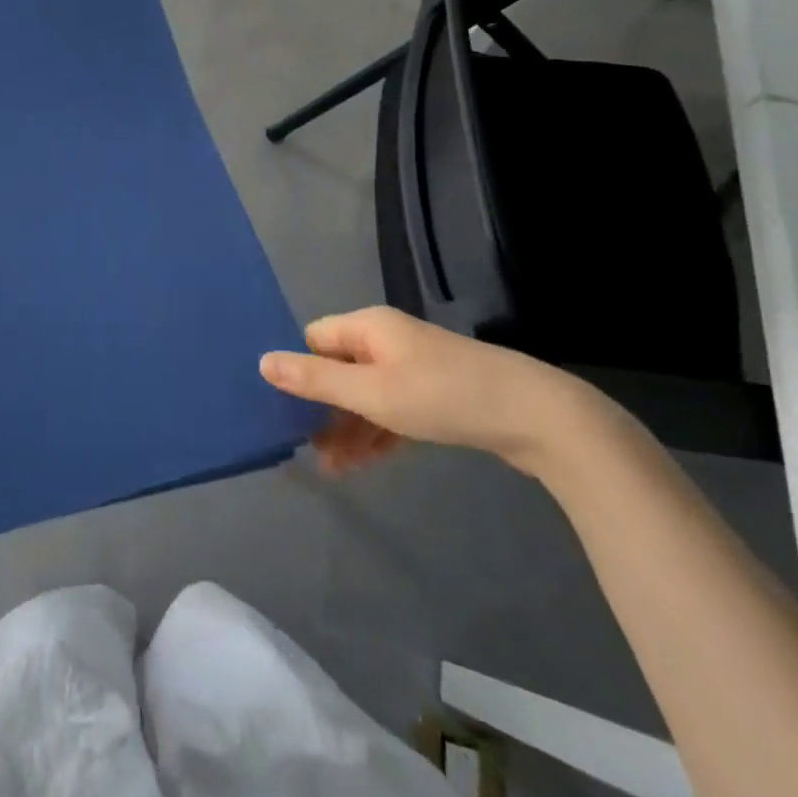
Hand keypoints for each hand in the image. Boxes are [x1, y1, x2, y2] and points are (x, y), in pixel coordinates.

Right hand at [259, 305, 592, 476]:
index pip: (315, 339)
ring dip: (347, 428)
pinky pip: (391, 410)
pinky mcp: (435, 396)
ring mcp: (414, 368)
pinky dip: (376, 433)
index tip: (282, 409)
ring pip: (365, 395)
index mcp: (368, 327)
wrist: (535, 417)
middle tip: (305, 448)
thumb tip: (262, 361)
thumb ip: (315, 380)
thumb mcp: (371, 392)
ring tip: (331, 469)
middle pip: (339, 369)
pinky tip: (362, 464)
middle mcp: (387, 340)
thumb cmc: (441, 396)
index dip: (298, 370)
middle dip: (321, 408)